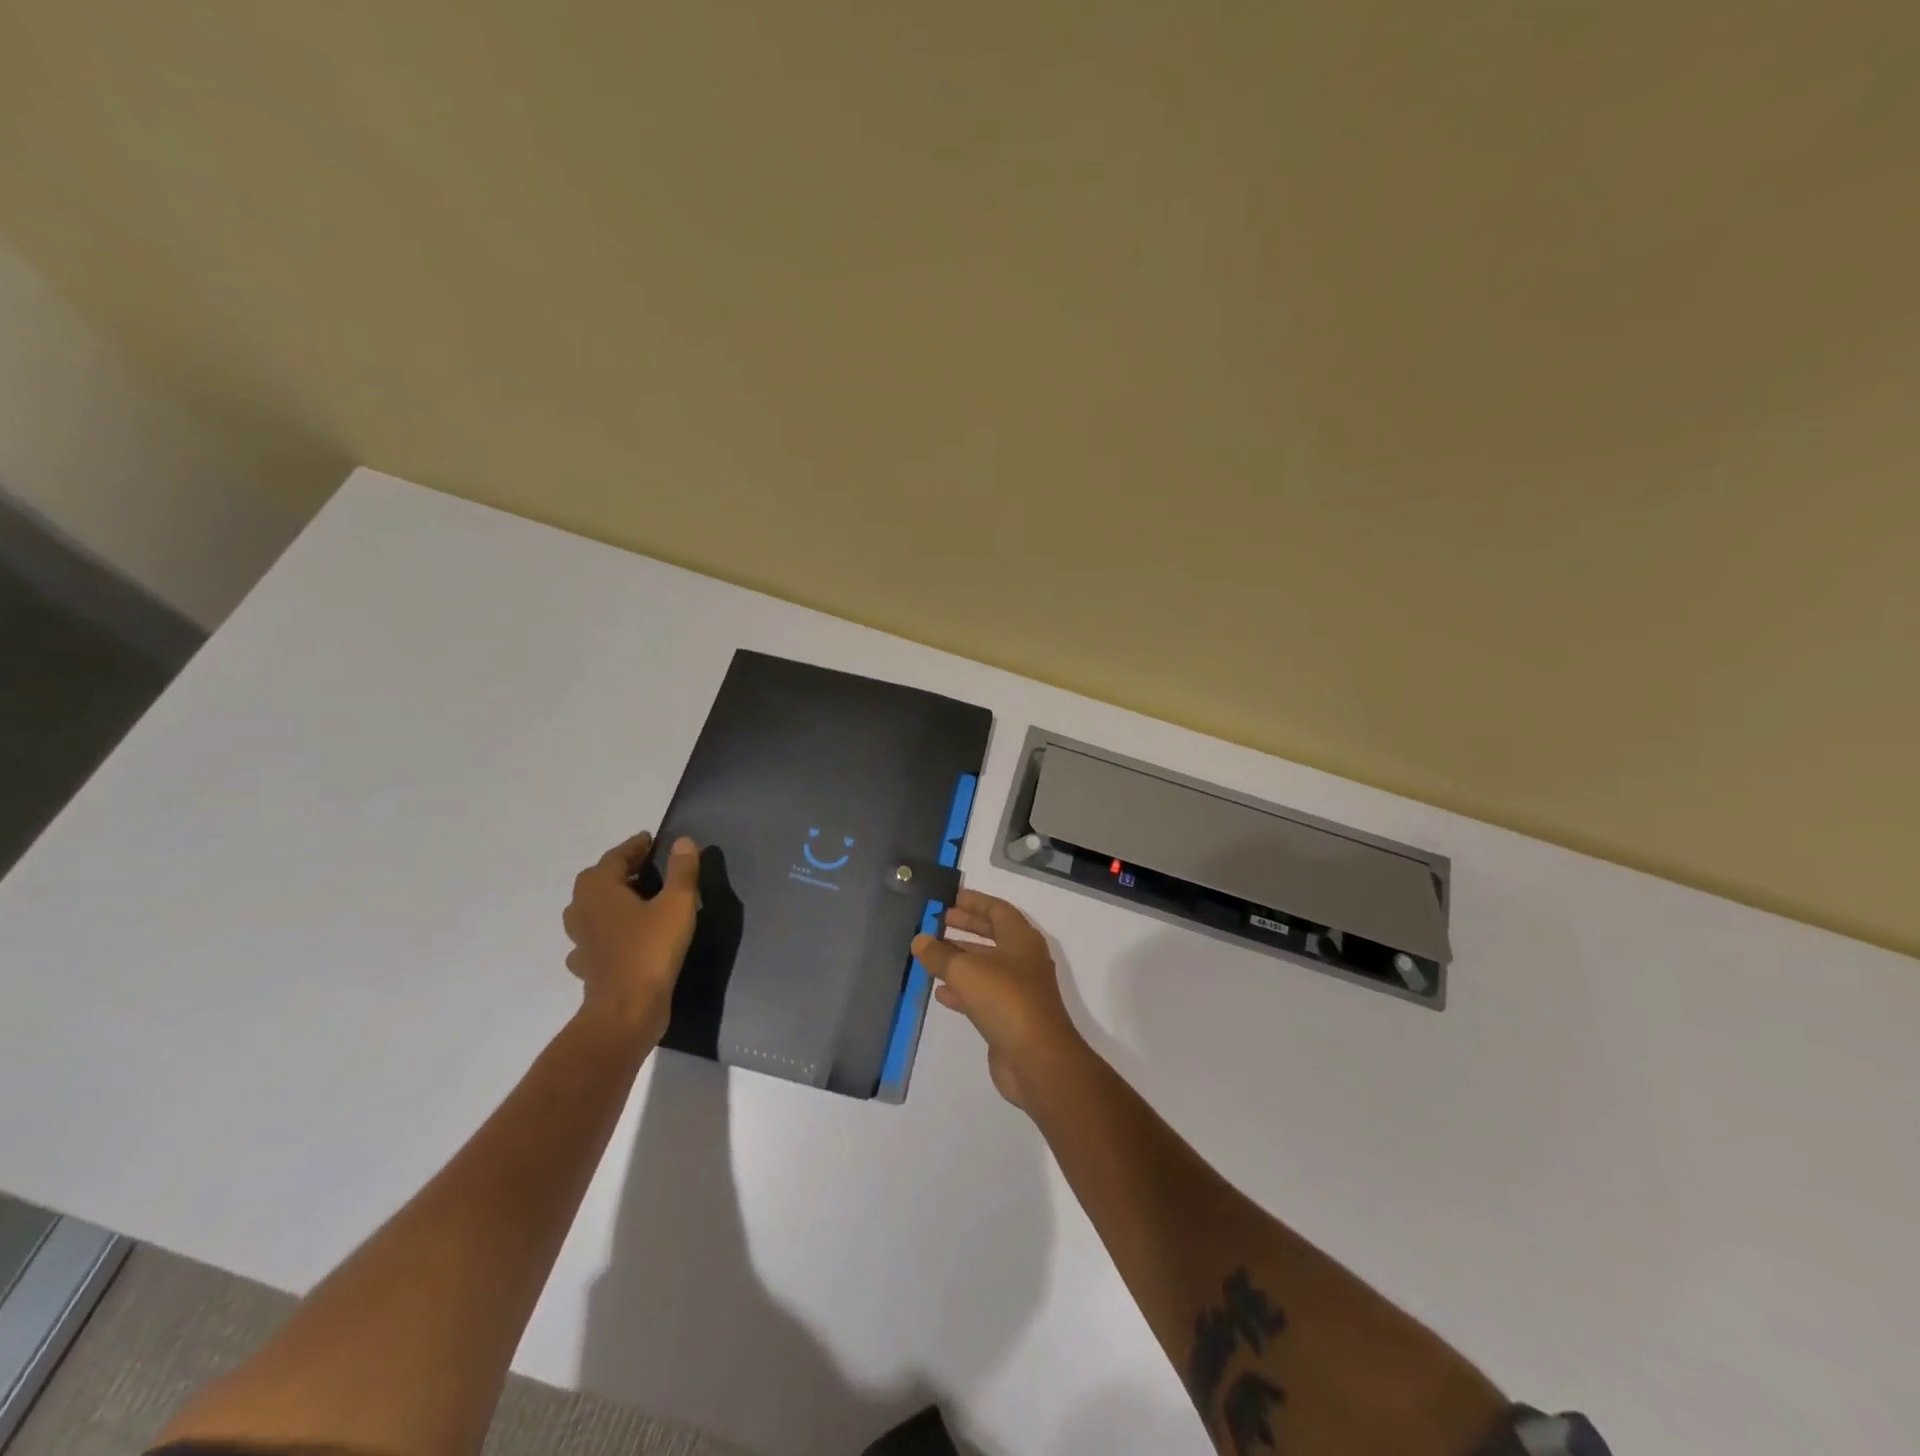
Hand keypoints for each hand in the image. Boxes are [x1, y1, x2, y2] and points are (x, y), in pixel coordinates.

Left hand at [563, 832, 699, 1045]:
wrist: (627, 1010)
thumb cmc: (651, 949)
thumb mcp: (677, 904)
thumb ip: (681, 870)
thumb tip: (682, 841)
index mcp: (599, 889)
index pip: (616, 856)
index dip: (636, 847)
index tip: (653, 841)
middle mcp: (583, 910)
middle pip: (598, 880)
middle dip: (621, 870)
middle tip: (648, 867)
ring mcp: (581, 941)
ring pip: (592, 910)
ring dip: (611, 900)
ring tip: (637, 899)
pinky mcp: (588, 966)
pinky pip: (594, 939)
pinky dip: (608, 932)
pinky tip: (624, 937)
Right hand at [912, 889, 1084, 1109]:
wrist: (1037, 1059)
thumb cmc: (1005, 1000)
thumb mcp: (966, 971)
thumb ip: (939, 954)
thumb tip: (920, 941)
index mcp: (1021, 938)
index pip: (996, 909)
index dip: (973, 902)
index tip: (948, 898)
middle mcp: (1023, 959)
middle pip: (992, 935)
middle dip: (965, 927)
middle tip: (936, 922)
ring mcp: (1018, 989)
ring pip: (985, 966)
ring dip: (960, 959)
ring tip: (930, 955)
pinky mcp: (1009, 1016)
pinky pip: (982, 994)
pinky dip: (962, 989)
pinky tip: (939, 992)